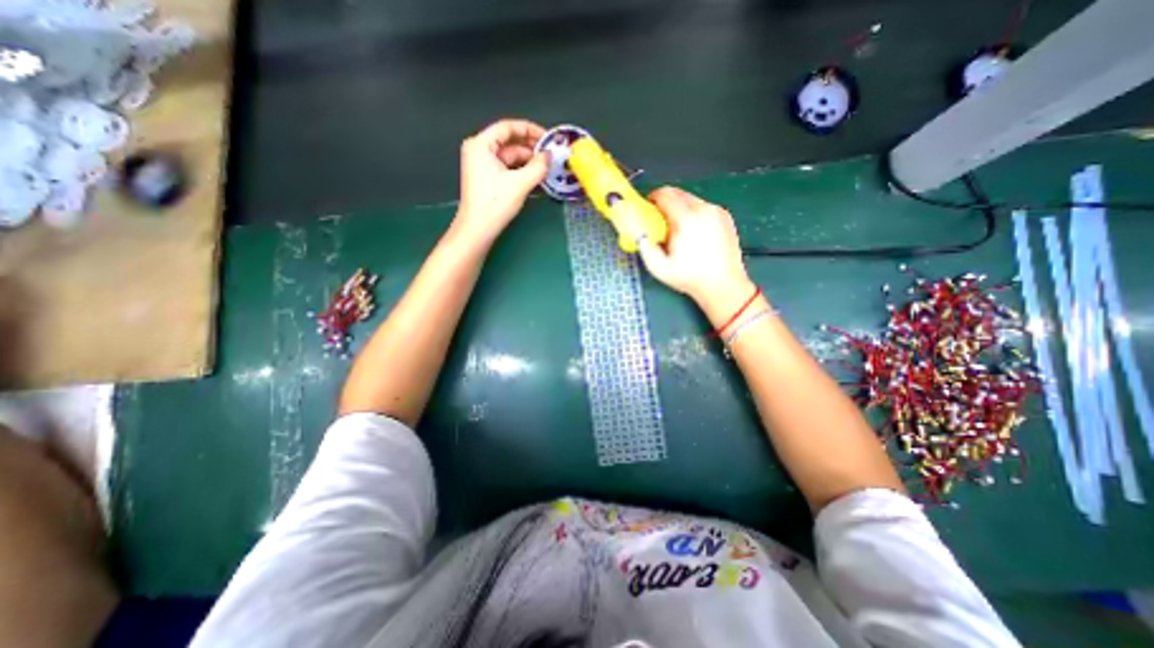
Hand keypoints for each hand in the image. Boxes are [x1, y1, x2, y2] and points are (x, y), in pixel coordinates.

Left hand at [455, 118, 548, 243]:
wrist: (478, 229)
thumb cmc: (495, 204)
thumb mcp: (520, 183)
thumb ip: (538, 166)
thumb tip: (550, 156)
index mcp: (481, 144)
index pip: (508, 127)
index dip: (530, 130)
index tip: (548, 138)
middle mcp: (479, 150)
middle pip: (509, 142)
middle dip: (530, 147)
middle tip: (551, 154)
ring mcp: (482, 165)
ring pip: (509, 156)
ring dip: (528, 161)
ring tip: (547, 167)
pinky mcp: (486, 178)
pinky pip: (507, 167)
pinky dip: (521, 170)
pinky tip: (535, 175)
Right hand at [635, 184, 752, 315]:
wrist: (723, 286)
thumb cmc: (690, 278)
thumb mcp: (659, 269)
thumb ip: (645, 248)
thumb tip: (639, 234)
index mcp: (687, 220)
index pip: (666, 194)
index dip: (653, 198)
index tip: (648, 207)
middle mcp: (704, 210)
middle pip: (679, 193)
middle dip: (666, 202)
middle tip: (659, 219)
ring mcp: (717, 212)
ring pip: (692, 199)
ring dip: (680, 207)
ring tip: (677, 228)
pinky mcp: (726, 217)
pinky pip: (704, 207)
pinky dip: (694, 213)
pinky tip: (693, 232)